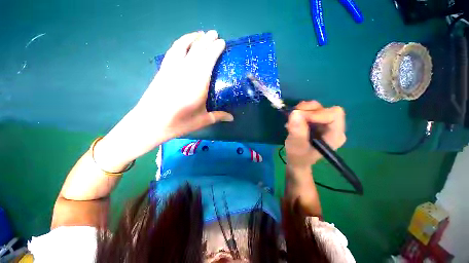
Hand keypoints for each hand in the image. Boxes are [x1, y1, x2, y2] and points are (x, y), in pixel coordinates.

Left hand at [93, 31, 232, 171]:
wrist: (150, 123)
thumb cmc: (179, 122)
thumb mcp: (202, 120)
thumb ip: (218, 116)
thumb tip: (232, 118)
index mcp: (197, 83)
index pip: (208, 60)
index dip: (215, 49)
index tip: (222, 42)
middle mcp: (185, 72)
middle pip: (197, 50)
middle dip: (207, 40)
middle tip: (215, 34)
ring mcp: (171, 69)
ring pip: (183, 46)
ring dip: (193, 38)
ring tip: (200, 34)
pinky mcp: (162, 70)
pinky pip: (172, 51)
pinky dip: (180, 44)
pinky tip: (183, 43)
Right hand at [285, 101, 345, 170]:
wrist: (297, 160)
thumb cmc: (298, 157)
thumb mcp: (296, 146)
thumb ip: (297, 131)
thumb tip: (295, 113)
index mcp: (335, 136)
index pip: (334, 115)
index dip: (317, 113)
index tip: (299, 117)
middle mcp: (334, 127)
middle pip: (325, 109)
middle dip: (307, 110)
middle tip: (293, 116)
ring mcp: (326, 123)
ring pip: (317, 107)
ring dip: (302, 110)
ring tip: (292, 120)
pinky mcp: (318, 121)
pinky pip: (311, 110)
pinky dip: (301, 111)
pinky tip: (294, 120)